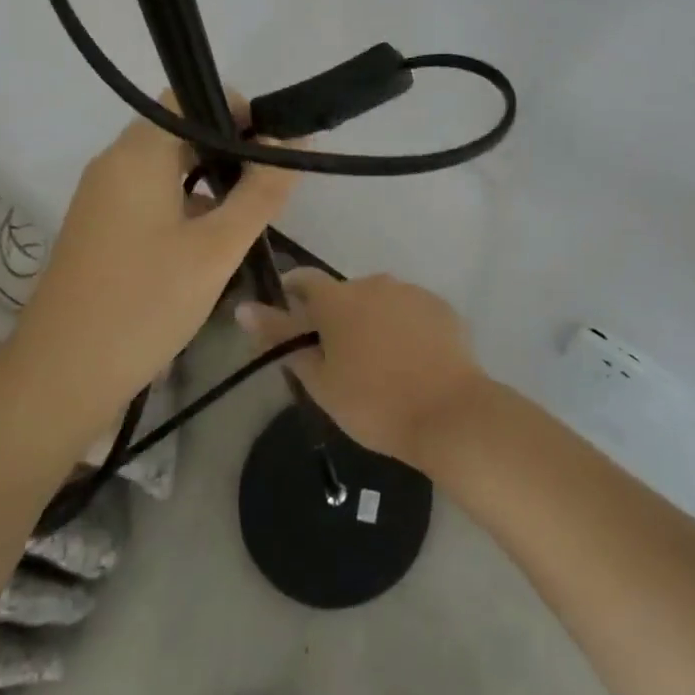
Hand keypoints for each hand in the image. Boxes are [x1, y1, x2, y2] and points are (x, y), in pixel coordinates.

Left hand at [17, 97, 297, 401]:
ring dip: (209, 179)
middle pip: (179, 131)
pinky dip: (184, 204)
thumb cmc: (145, 303)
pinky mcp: (100, 229)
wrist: (61, 377)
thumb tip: (294, 141)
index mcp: (137, 154)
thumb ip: (261, 191)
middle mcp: (114, 164)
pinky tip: (211, 242)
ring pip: (166, 167)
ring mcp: (102, 198)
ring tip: (248, 216)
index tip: (273, 148)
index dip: (236, 111)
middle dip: (229, 149)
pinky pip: (150, 197)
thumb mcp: (216, 248)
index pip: (189, 98)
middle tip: (268, 186)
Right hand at [237, 270, 488, 466]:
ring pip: (379, 301)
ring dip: (371, 321)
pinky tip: (410, 362)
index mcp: (339, 299)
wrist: (450, 414)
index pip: (304, 279)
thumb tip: (244, 308)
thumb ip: (281, 339)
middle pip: (344, 294)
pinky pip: (410, 311)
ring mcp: (412, 292)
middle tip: (337, 359)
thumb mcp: (319, 380)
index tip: (288, 320)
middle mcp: (375, 283)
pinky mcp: (441, 308)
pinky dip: (403, 328)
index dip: (292, 295)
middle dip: (336, 317)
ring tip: (378, 365)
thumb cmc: (374, 403)